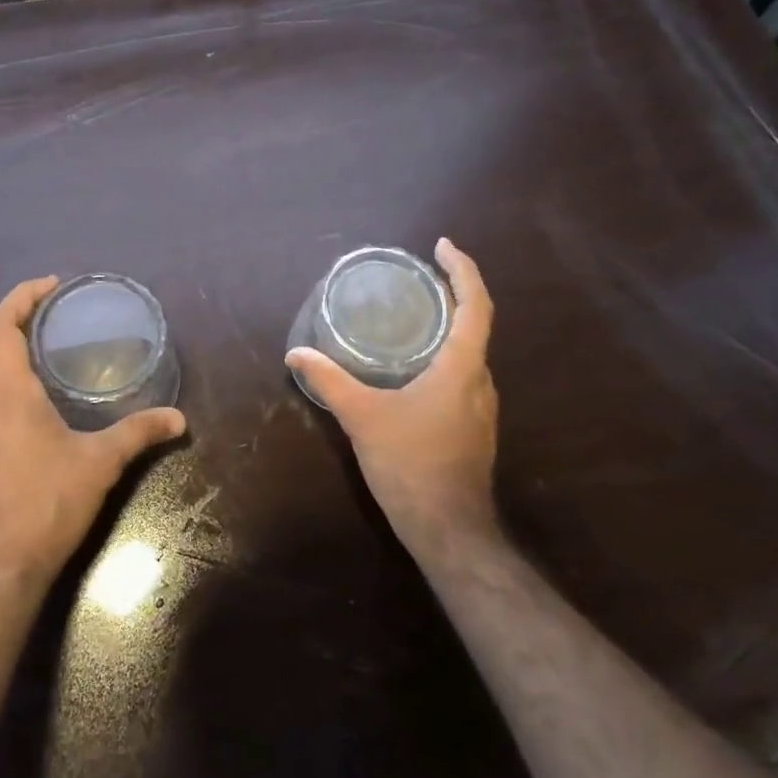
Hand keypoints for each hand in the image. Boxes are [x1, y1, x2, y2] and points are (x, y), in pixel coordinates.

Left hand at [0, 276, 186, 593]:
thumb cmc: (46, 504)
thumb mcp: (99, 463)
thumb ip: (139, 434)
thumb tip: (179, 419)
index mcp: (7, 393)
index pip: (0, 326)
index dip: (22, 297)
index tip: (53, 285)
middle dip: (19, 315)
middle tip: (58, 307)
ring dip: (13, 346)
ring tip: (53, 342)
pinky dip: (12, 375)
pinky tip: (43, 394)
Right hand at [286, 238, 501, 559]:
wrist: (449, 531)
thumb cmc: (411, 464)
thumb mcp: (363, 417)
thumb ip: (330, 381)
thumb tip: (296, 354)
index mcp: (462, 367)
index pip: (476, 304)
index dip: (463, 270)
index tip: (442, 246)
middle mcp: (480, 381)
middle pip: (475, 325)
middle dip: (452, 294)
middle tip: (417, 278)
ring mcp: (481, 408)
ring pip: (468, 353)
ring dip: (448, 327)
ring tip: (411, 315)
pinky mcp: (474, 428)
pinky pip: (462, 376)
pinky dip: (443, 357)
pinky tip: (412, 367)